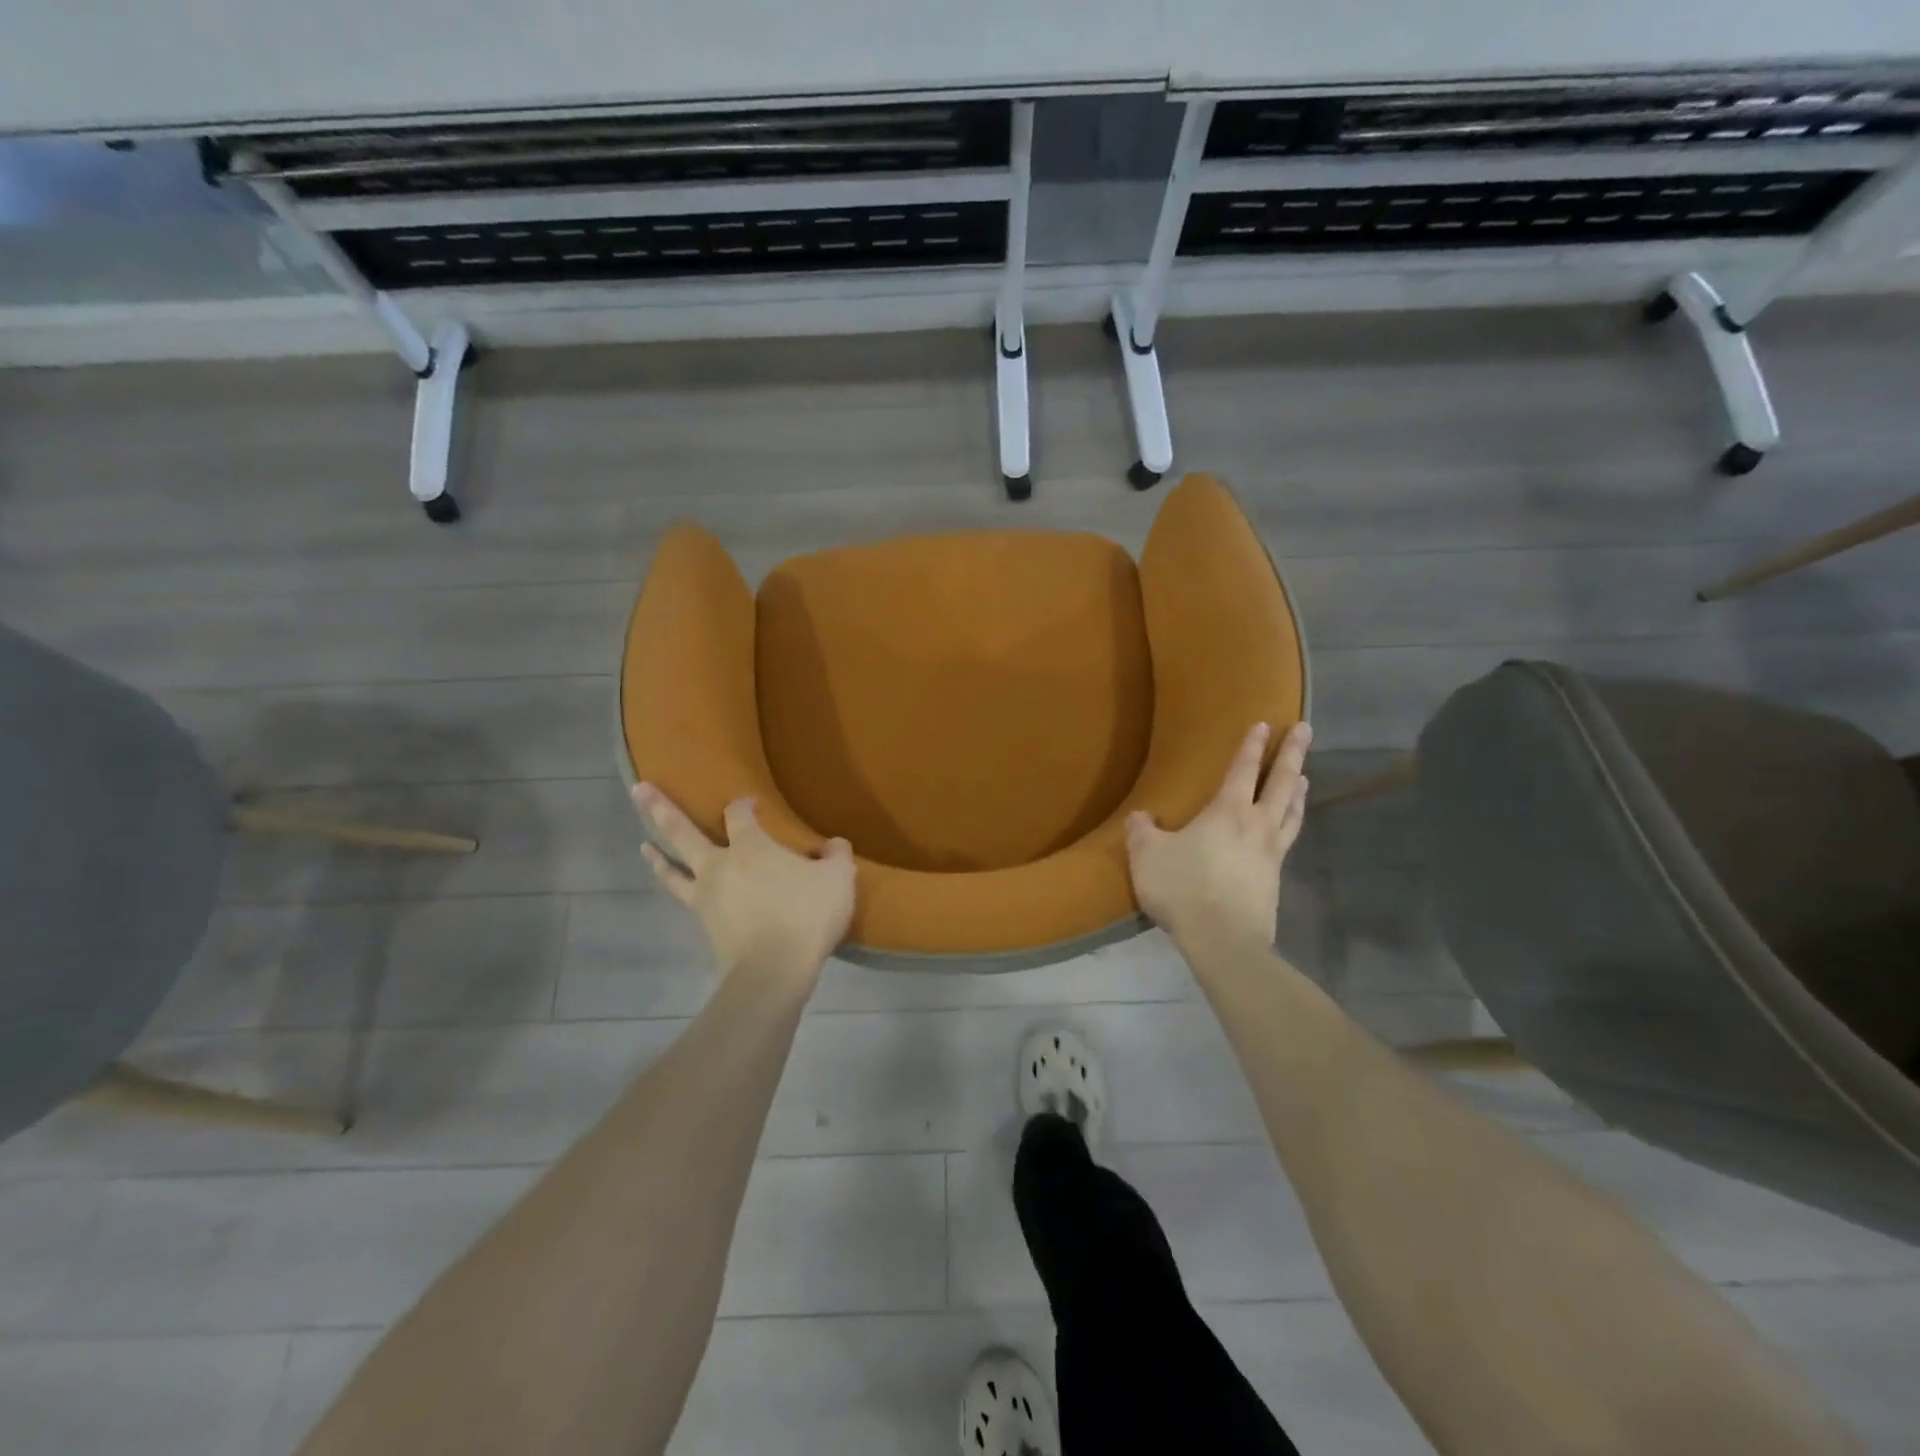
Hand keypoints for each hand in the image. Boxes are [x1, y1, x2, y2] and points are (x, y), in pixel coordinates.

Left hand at [632, 784, 854, 982]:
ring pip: (672, 870)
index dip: (743, 803)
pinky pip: (684, 899)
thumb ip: (837, 855)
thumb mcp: (838, 879)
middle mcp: (719, 865)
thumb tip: (833, 844)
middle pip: (682, 832)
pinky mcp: (704, 925)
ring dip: (657, 856)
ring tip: (643, 845)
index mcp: (751, 847)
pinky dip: (676, 887)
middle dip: (660, 808)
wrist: (774, 971)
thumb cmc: (806, 916)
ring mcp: (706, 896)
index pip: (739, 814)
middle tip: (640, 789)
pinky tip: (679, 888)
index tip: (752, 803)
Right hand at [1126, 721, 1311, 951]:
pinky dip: (1292, 824)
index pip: (1242, 770)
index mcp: (1227, 812)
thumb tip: (1140, 817)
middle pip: (1281, 782)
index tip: (1264, 724)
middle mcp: (1256, 825)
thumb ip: (1142, 832)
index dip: (1251, 746)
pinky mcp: (1275, 881)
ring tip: (1305, 776)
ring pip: (1291, 812)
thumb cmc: (1184, 888)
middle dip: (1292, 754)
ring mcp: (1272, 853)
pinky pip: (1288, 841)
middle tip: (1305, 730)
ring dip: (1298, 790)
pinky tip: (1286, 829)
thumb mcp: (1148, 856)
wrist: (1223, 939)